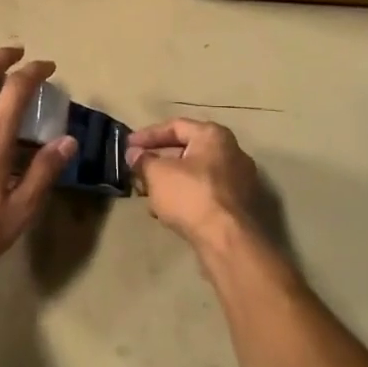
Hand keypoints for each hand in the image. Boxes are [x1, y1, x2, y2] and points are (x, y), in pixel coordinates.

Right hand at [127, 118, 261, 251]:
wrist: (229, 240)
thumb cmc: (191, 196)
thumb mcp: (157, 174)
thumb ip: (143, 160)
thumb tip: (134, 154)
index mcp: (214, 136)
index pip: (175, 126)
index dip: (148, 135)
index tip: (128, 146)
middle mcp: (232, 152)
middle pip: (186, 150)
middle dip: (158, 161)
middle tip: (136, 172)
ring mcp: (239, 180)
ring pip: (195, 174)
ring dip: (169, 182)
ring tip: (148, 196)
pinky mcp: (239, 205)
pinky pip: (205, 193)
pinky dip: (185, 197)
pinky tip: (167, 212)